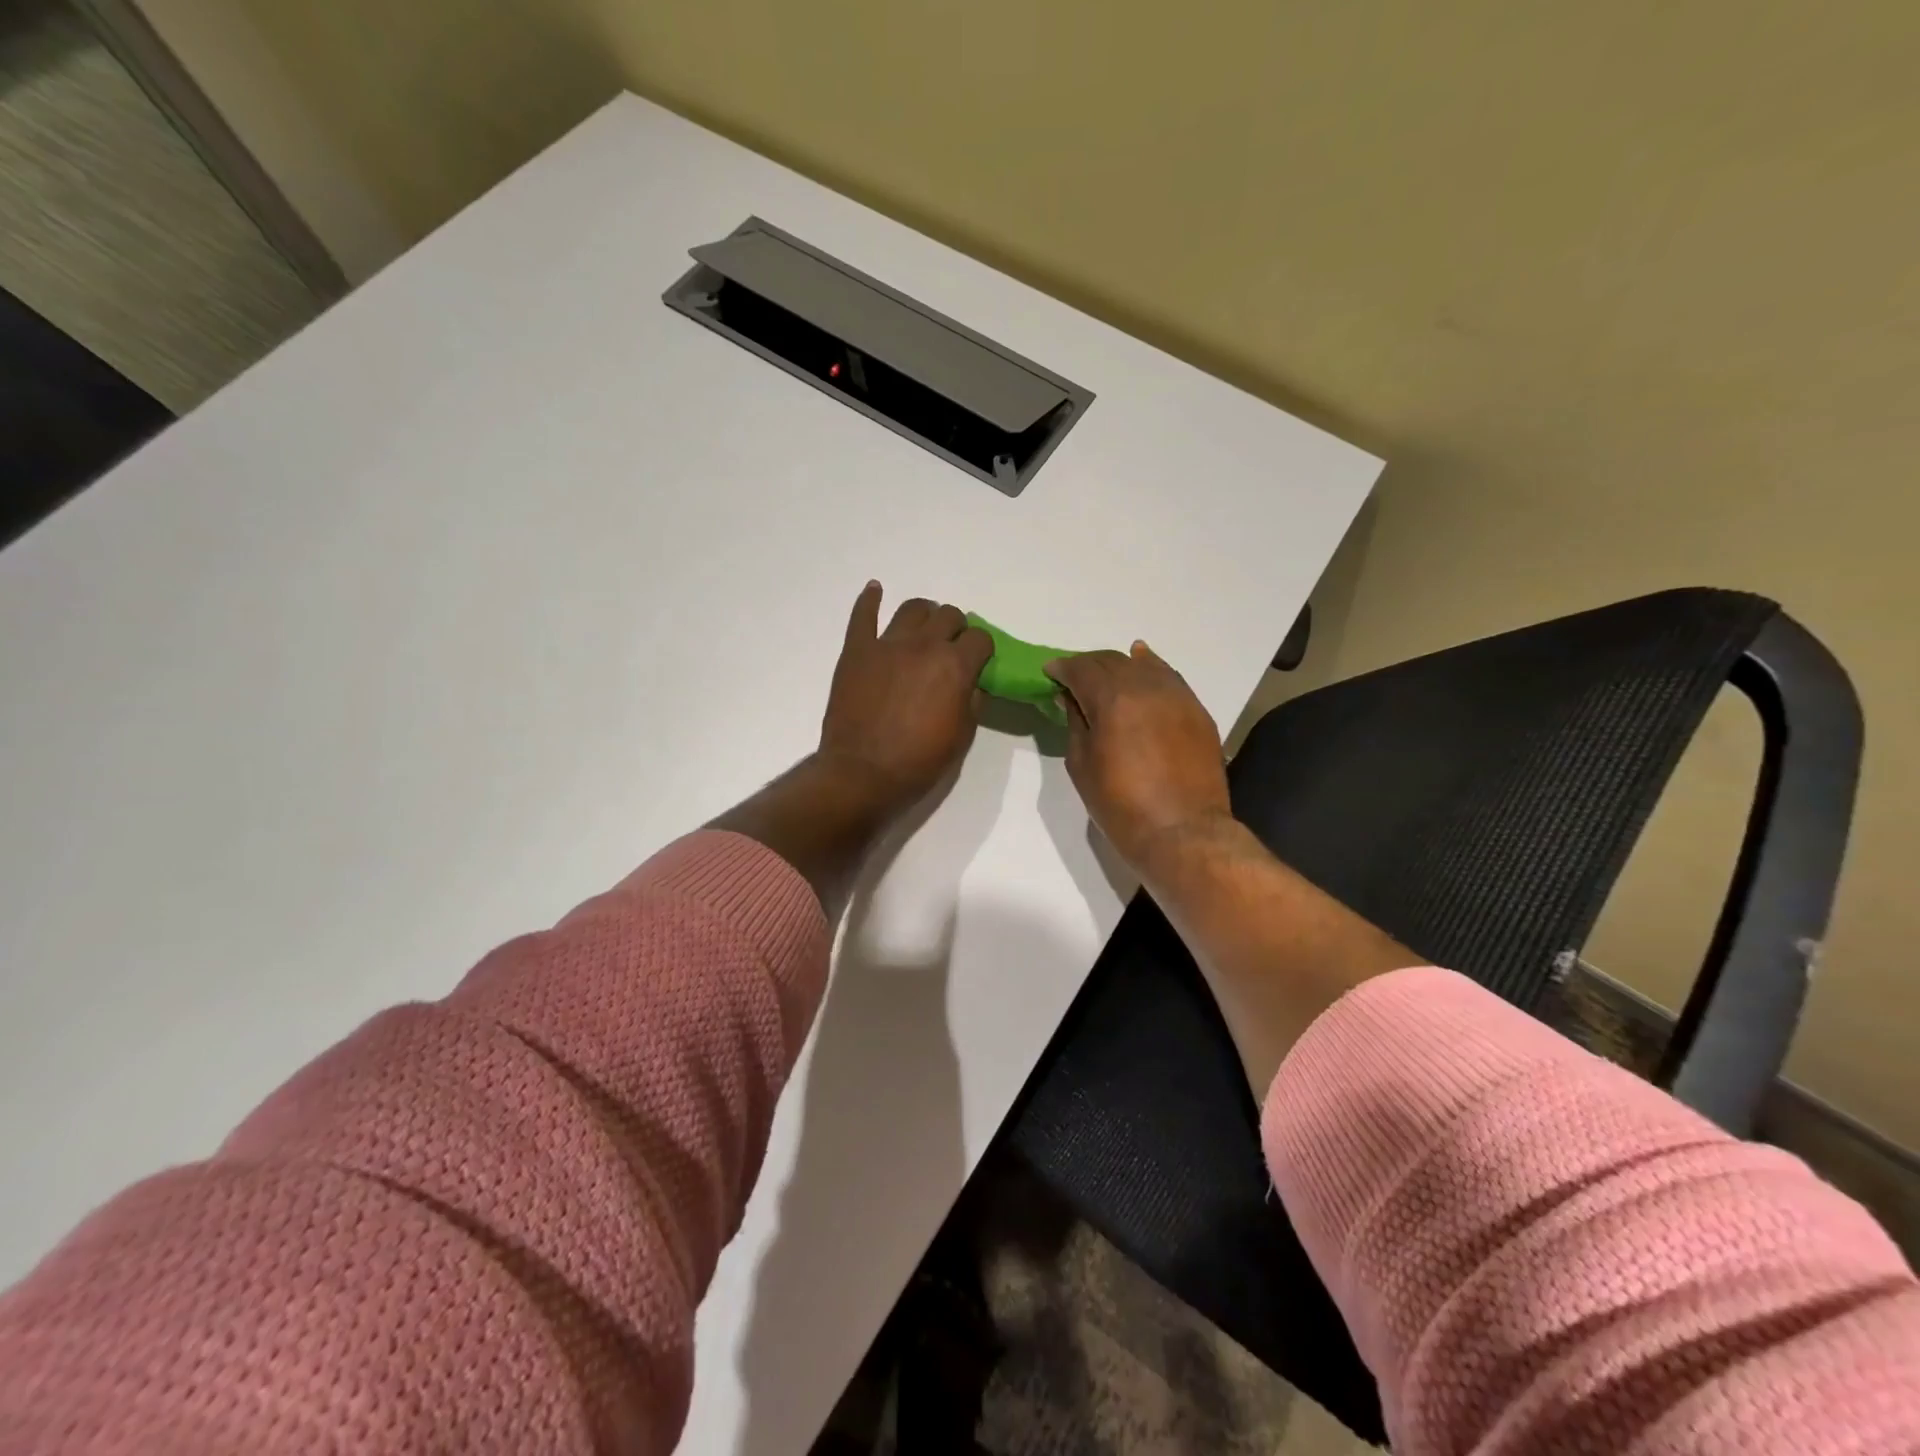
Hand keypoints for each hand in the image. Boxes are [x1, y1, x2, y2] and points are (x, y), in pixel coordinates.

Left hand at [818, 582, 993, 814]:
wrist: (863, 773)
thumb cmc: (919, 762)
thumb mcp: (962, 736)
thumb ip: (972, 701)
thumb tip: (973, 683)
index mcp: (955, 666)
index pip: (979, 638)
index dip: (981, 649)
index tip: (977, 662)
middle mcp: (924, 645)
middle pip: (948, 616)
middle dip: (956, 629)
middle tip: (950, 648)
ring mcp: (887, 644)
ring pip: (912, 609)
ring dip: (924, 614)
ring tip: (923, 628)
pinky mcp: (856, 651)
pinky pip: (863, 615)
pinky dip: (870, 600)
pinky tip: (875, 590)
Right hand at [1044, 642, 1233, 875]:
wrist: (1182, 832)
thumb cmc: (1121, 806)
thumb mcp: (1082, 766)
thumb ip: (1075, 723)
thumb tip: (1071, 697)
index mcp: (1112, 700)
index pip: (1081, 669)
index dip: (1062, 668)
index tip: (1050, 673)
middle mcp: (1145, 687)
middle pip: (1111, 661)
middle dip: (1088, 665)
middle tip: (1073, 678)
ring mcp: (1176, 696)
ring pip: (1143, 665)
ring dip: (1119, 665)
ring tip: (1105, 672)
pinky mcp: (1196, 710)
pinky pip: (1169, 677)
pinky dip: (1151, 668)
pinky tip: (1143, 662)